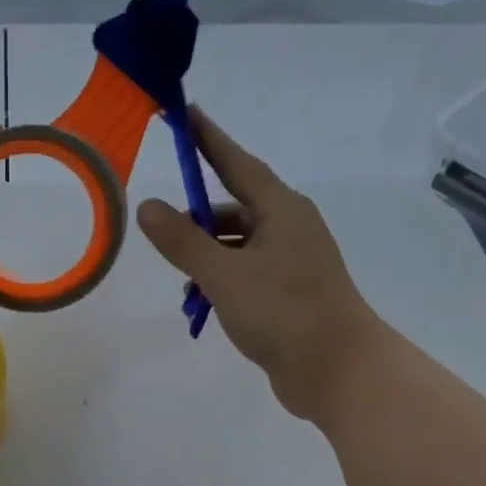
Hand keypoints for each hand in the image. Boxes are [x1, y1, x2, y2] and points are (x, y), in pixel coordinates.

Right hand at [137, 110, 381, 422]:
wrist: (337, 371)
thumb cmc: (282, 311)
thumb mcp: (223, 273)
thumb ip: (182, 241)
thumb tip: (147, 206)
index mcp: (281, 210)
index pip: (236, 164)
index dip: (209, 140)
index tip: (186, 114)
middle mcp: (290, 228)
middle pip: (234, 208)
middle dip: (198, 221)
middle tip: (164, 232)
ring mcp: (293, 262)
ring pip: (238, 246)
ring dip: (207, 258)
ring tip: (184, 283)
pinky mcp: (291, 293)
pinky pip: (246, 273)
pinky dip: (222, 281)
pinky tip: (203, 304)